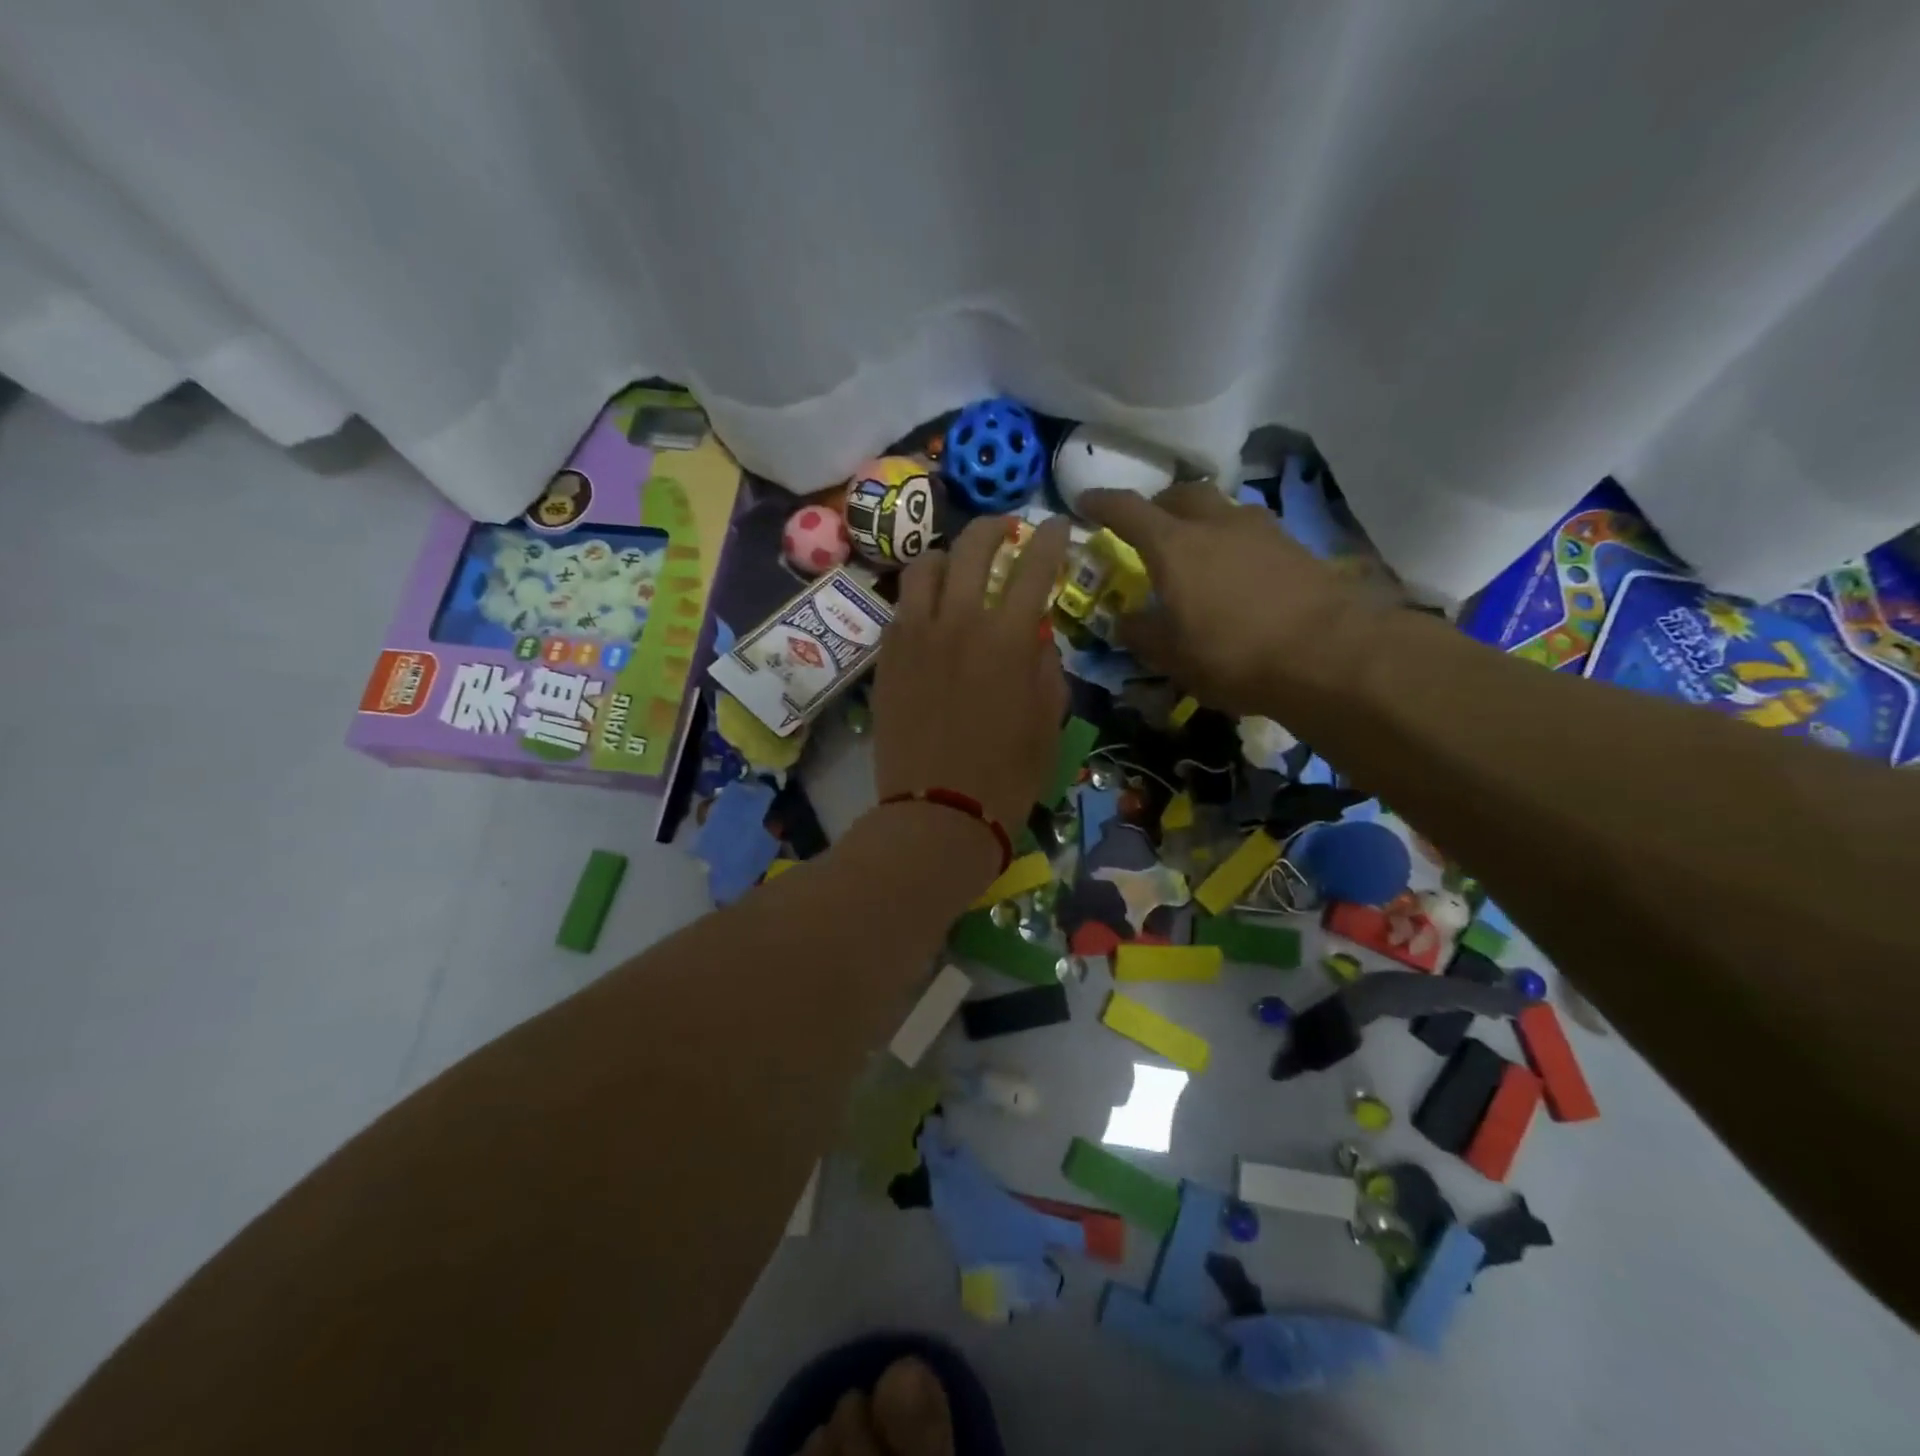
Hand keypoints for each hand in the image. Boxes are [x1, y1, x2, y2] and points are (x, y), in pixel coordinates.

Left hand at [873, 513, 1071, 834]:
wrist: (937, 813)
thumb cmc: (1007, 775)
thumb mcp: (1048, 720)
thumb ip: (1045, 665)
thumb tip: (1035, 634)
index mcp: (1008, 638)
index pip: (1033, 564)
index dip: (1048, 537)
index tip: (1055, 526)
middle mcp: (958, 622)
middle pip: (973, 546)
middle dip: (995, 527)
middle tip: (1007, 530)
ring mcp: (915, 635)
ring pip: (925, 565)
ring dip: (949, 557)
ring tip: (960, 570)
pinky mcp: (887, 656)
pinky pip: (902, 606)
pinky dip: (921, 598)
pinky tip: (931, 614)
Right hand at [1080, 483, 1375, 715]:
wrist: (1330, 654)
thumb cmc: (1234, 655)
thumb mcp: (1173, 657)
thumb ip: (1142, 634)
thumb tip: (1125, 620)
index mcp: (1173, 546)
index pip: (1128, 510)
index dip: (1102, 503)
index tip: (1085, 502)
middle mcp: (1215, 523)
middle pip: (1180, 494)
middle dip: (1157, 504)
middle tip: (1146, 529)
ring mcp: (1260, 529)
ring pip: (1219, 508)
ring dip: (1199, 520)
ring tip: (1195, 551)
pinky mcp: (1294, 545)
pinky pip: (1249, 530)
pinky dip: (1231, 540)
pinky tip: (1235, 571)